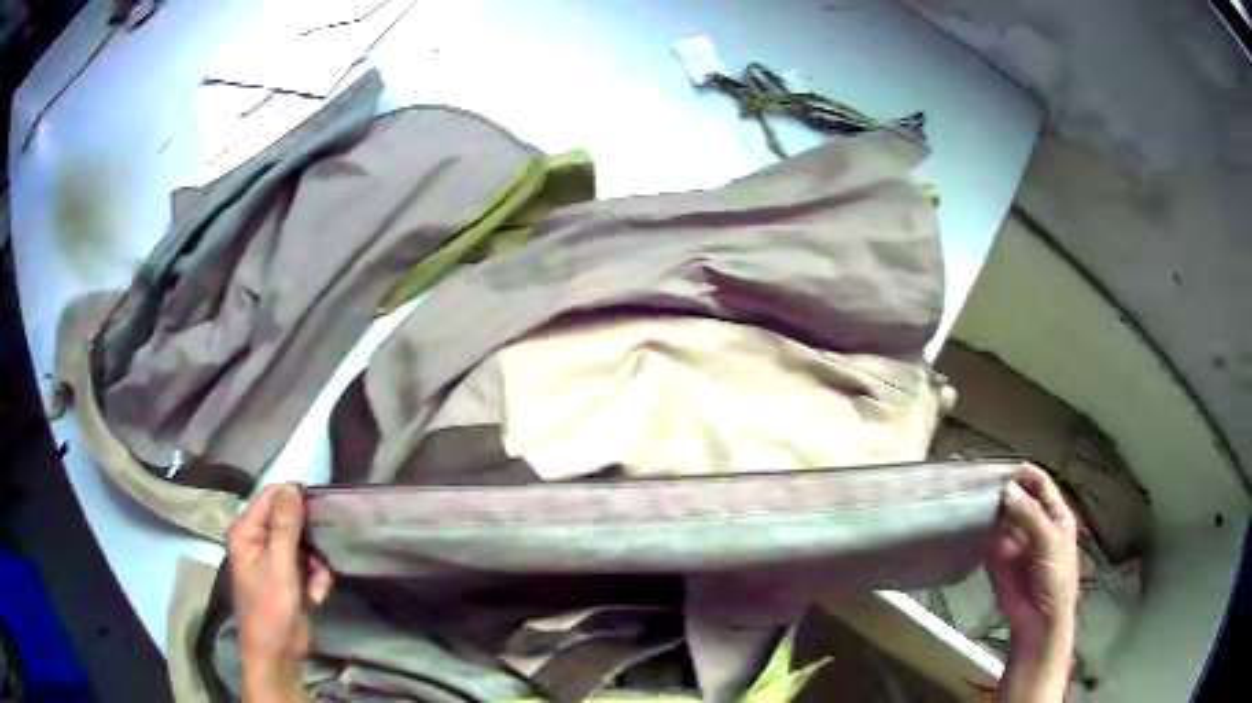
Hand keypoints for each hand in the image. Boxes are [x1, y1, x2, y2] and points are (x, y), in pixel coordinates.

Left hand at [227, 484, 332, 702]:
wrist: (277, 655)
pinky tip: (317, 595)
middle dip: (309, 540)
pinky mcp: (286, 575)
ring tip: (318, 585)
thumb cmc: (271, 610)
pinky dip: (316, 577)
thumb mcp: (280, 567)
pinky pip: (307, 563)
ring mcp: (271, 558)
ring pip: (303, 543)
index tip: (321, 514)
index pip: (271, 496)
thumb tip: (292, 486)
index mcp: (246, 531)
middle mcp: (256, 539)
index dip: (296, 501)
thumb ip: (285, 526)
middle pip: (289, 519)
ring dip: (316, 563)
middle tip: (321, 556)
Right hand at [989, 465, 1078, 701]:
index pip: (1040, 483)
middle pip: (1019, 497)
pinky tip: (967, 519)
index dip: (1024, 474)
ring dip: (989, 507)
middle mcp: (1035, 522)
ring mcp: (1016, 540)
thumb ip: (1029, 515)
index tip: (1002, 467)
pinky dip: (980, 528)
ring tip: (968, 495)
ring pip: (1002, 515)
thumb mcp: (1049, 541)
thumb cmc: (1055, 578)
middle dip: (1003, 488)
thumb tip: (1006, 488)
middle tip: (979, 480)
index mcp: (1055, 514)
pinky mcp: (998, 557)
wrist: (1038, 621)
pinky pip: (989, 537)